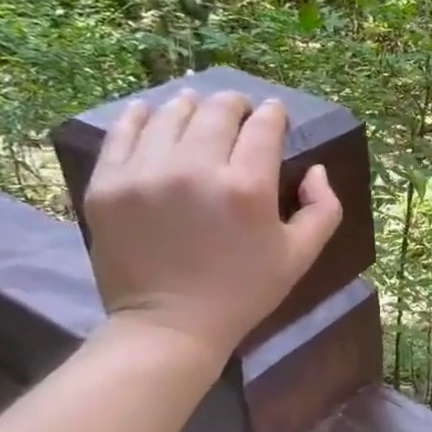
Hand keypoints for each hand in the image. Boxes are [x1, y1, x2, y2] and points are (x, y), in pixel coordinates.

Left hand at [84, 89, 341, 367]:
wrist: (170, 326)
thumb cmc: (243, 292)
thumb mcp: (301, 256)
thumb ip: (323, 207)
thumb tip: (314, 168)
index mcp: (248, 187)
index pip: (264, 126)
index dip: (274, 114)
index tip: (274, 114)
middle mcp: (196, 169)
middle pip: (218, 110)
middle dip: (235, 104)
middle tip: (239, 111)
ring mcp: (146, 174)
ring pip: (172, 113)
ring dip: (192, 106)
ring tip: (197, 111)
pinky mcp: (108, 184)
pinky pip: (123, 131)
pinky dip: (142, 116)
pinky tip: (153, 115)